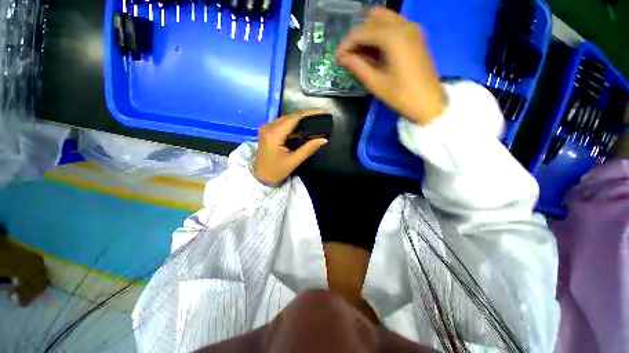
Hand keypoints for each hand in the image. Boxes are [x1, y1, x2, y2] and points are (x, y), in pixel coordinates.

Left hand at [254, 110, 328, 184]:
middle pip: (290, 116)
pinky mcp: (268, 131)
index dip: (309, 113)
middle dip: (307, 115)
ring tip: (315, 119)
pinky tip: (304, 126)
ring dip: (301, 119)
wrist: (261, 177)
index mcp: (274, 134)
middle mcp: (268, 127)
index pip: (294, 118)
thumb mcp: (294, 161)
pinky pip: (283, 124)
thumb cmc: (276, 171)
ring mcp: (267, 128)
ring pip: (287, 119)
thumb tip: (324, 139)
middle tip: (321, 115)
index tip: (323, 111)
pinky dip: (294, 125)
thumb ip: (308, 149)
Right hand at [336, 7, 445, 124]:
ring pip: (383, 20)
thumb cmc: (401, 96)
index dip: (347, 43)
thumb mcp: (376, 83)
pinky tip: (374, 52)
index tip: (338, 57)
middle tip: (349, 56)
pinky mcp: (415, 36)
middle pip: (372, 20)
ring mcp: (412, 29)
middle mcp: (404, 25)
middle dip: (357, 36)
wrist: (429, 103)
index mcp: (394, 37)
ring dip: (368, 34)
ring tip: (360, 55)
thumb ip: (357, 66)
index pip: (362, 31)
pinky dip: (380, 35)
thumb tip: (341, 57)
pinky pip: (393, 26)